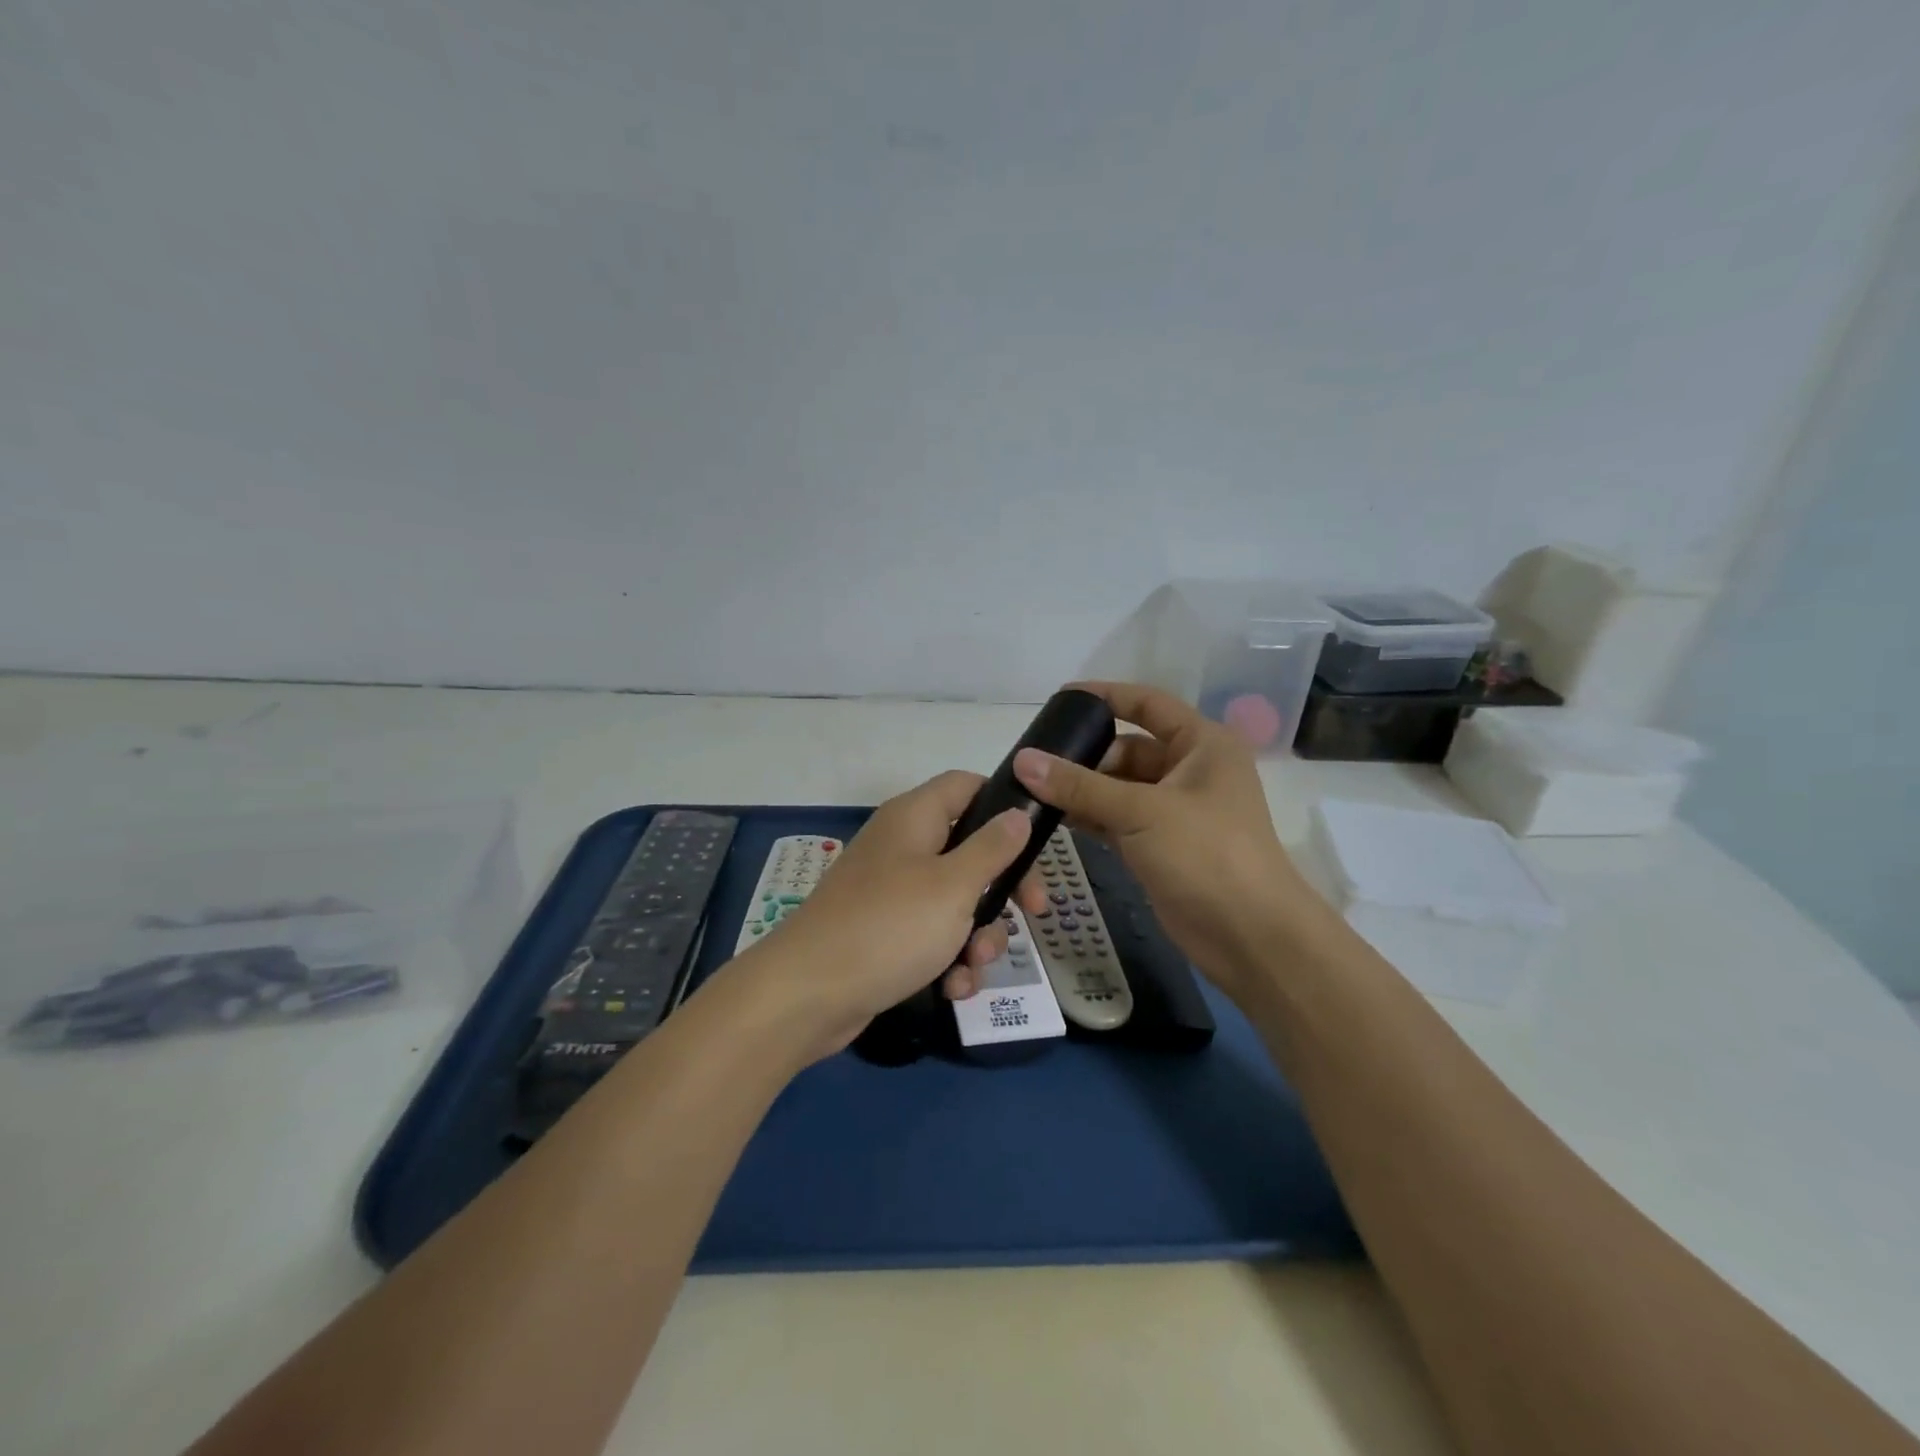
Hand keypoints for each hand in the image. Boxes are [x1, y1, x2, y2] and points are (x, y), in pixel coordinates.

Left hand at [727, 771, 1047, 1059]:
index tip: (1035, 841)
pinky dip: (948, 958)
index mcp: (915, 818)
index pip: (966, 786)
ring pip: (956, 900)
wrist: (807, 995)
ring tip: (976, 965)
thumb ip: (991, 848)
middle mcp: (903, 846)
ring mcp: (891, 891)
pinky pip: (931, 935)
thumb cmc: (889, 927)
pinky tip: (953, 988)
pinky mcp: (884, 933)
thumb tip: (1017, 813)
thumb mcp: (953, 886)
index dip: (1003, 804)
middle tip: (1033, 913)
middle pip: (969, 849)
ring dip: (977, 934)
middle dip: (1002, 887)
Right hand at [1011, 681, 1334, 1002]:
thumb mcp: (1141, 811)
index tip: (1059, 698)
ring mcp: (1174, 811)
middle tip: (1034, 762)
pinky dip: (1089, 817)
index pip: (1148, 704)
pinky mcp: (1160, 845)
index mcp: (1202, 745)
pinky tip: (1051, 818)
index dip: (1106, 696)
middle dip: (1084, 755)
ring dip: (1081, 789)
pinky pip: (1117, 819)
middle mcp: (1190, 771)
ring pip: (1118, 788)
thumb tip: (1023, 761)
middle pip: (1127, 749)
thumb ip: (1079, 786)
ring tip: (1031, 790)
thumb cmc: (1207, 855)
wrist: (1250, 936)